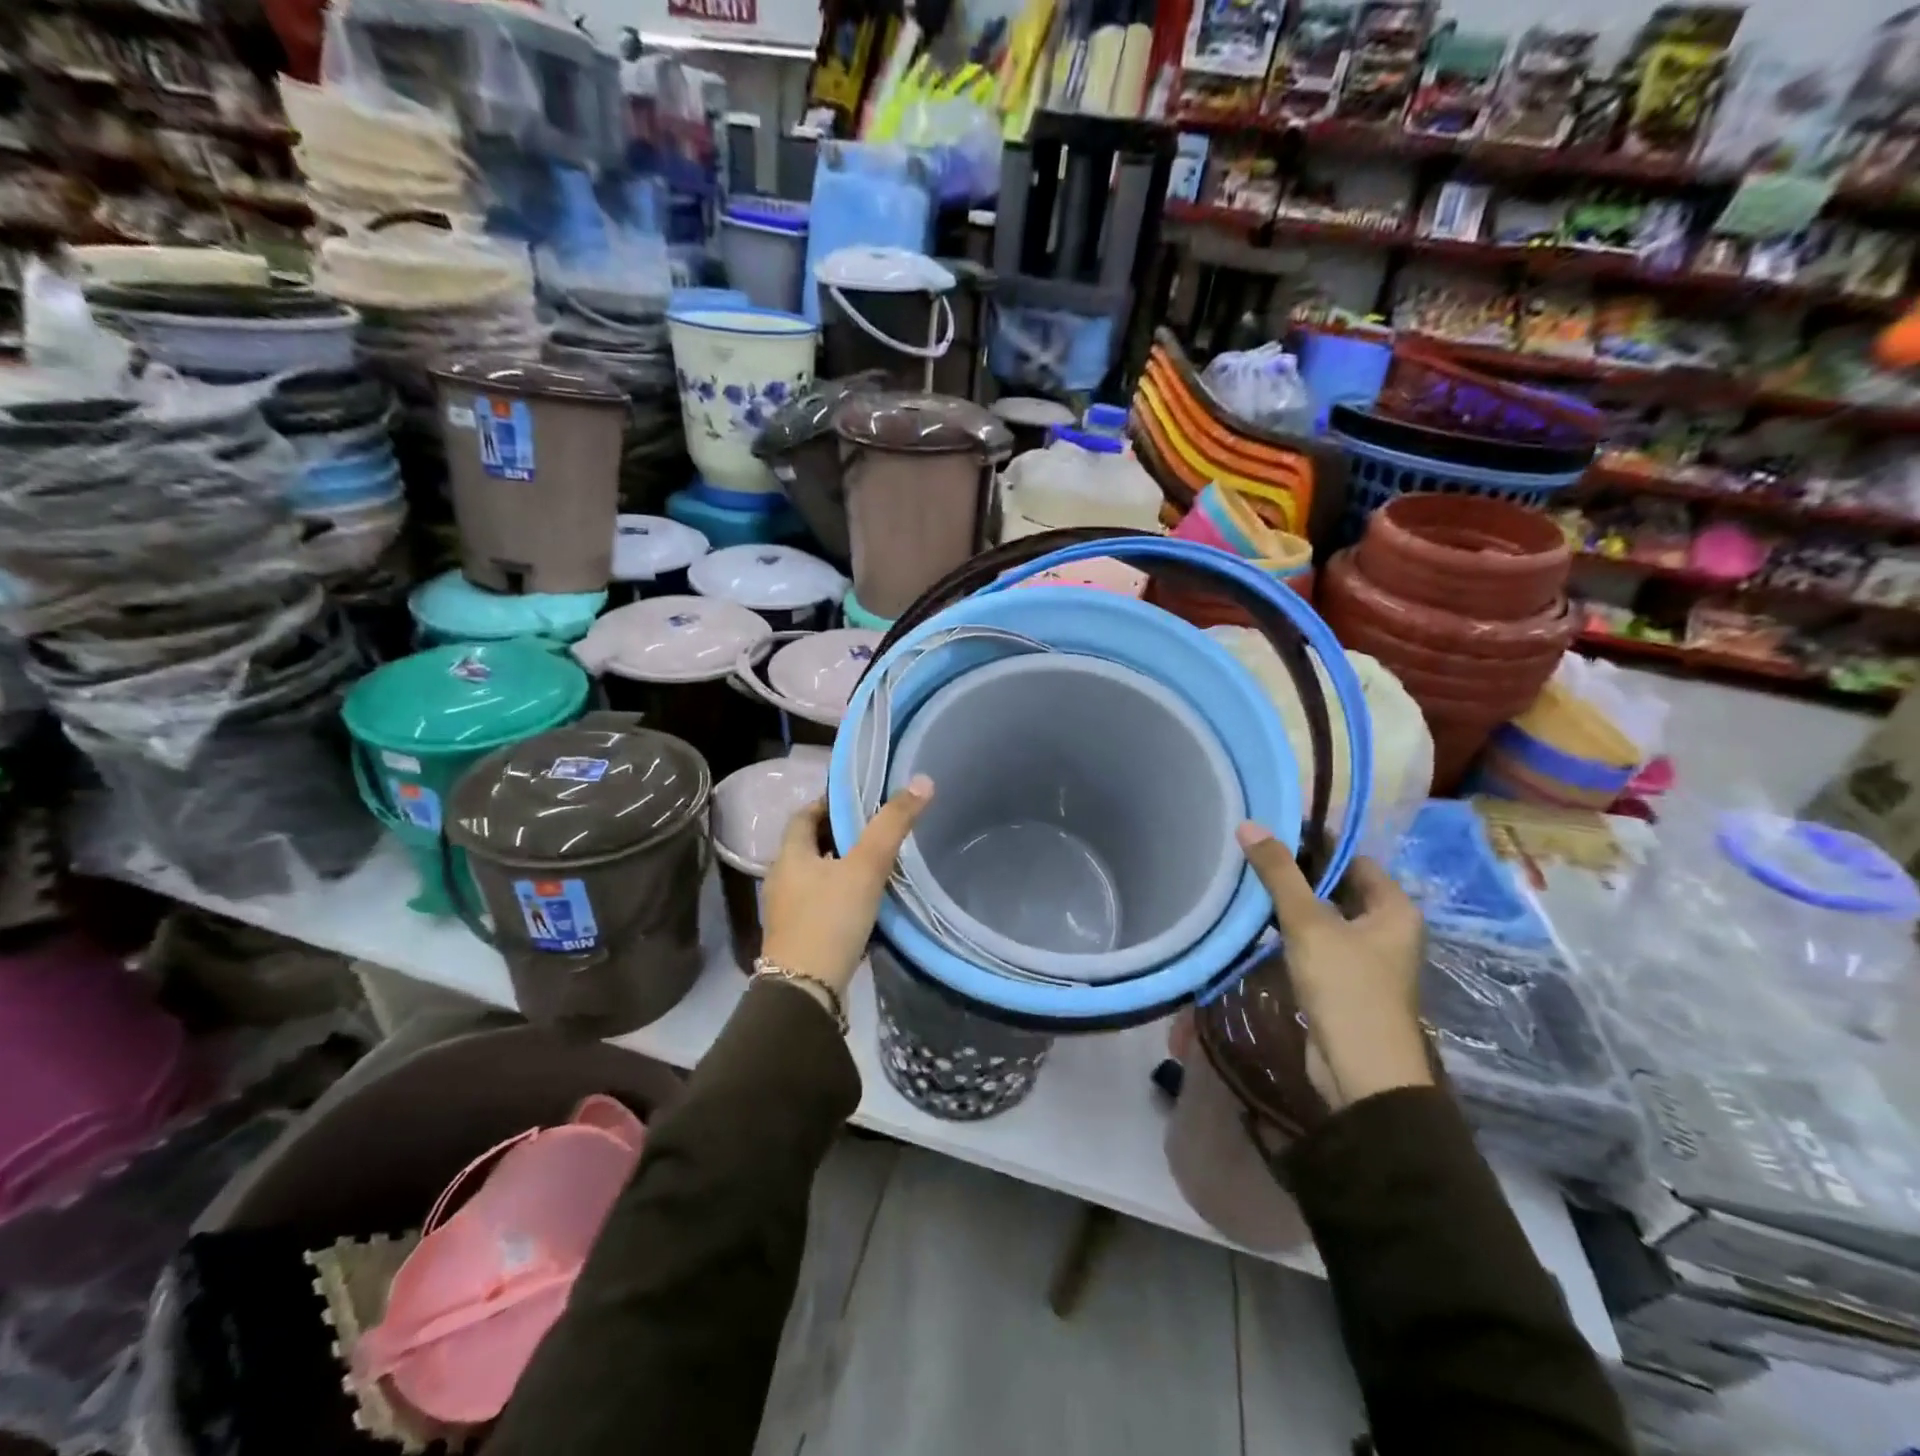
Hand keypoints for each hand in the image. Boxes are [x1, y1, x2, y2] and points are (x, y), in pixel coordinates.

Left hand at [760, 777, 934, 996]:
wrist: (805, 993)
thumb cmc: (830, 920)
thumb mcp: (866, 867)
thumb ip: (892, 825)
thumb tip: (922, 781)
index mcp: (789, 855)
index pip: (804, 815)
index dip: (829, 803)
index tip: (859, 800)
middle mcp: (782, 879)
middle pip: (810, 846)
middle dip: (839, 835)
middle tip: (876, 829)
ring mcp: (787, 912)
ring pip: (816, 876)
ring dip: (841, 867)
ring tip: (876, 864)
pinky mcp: (799, 938)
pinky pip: (820, 904)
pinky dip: (841, 895)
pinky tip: (866, 903)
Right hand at [1236, 824, 1431, 1110]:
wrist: (1361, 1070)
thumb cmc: (1346, 986)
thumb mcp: (1308, 923)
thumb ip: (1279, 873)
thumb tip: (1249, 824)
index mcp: (1394, 908)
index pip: (1353, 859)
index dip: (1316, 843)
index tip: (1273, 831)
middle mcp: (1386, 929)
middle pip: (1338, 886)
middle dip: (1298, 873)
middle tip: (1253, 855)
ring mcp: (1366, 958)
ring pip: (1324, 916)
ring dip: (1291, 904)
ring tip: (1248, 883)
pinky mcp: (1344, 981)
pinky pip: (1317, 942)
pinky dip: (1291, 931)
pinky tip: (1259, 923)